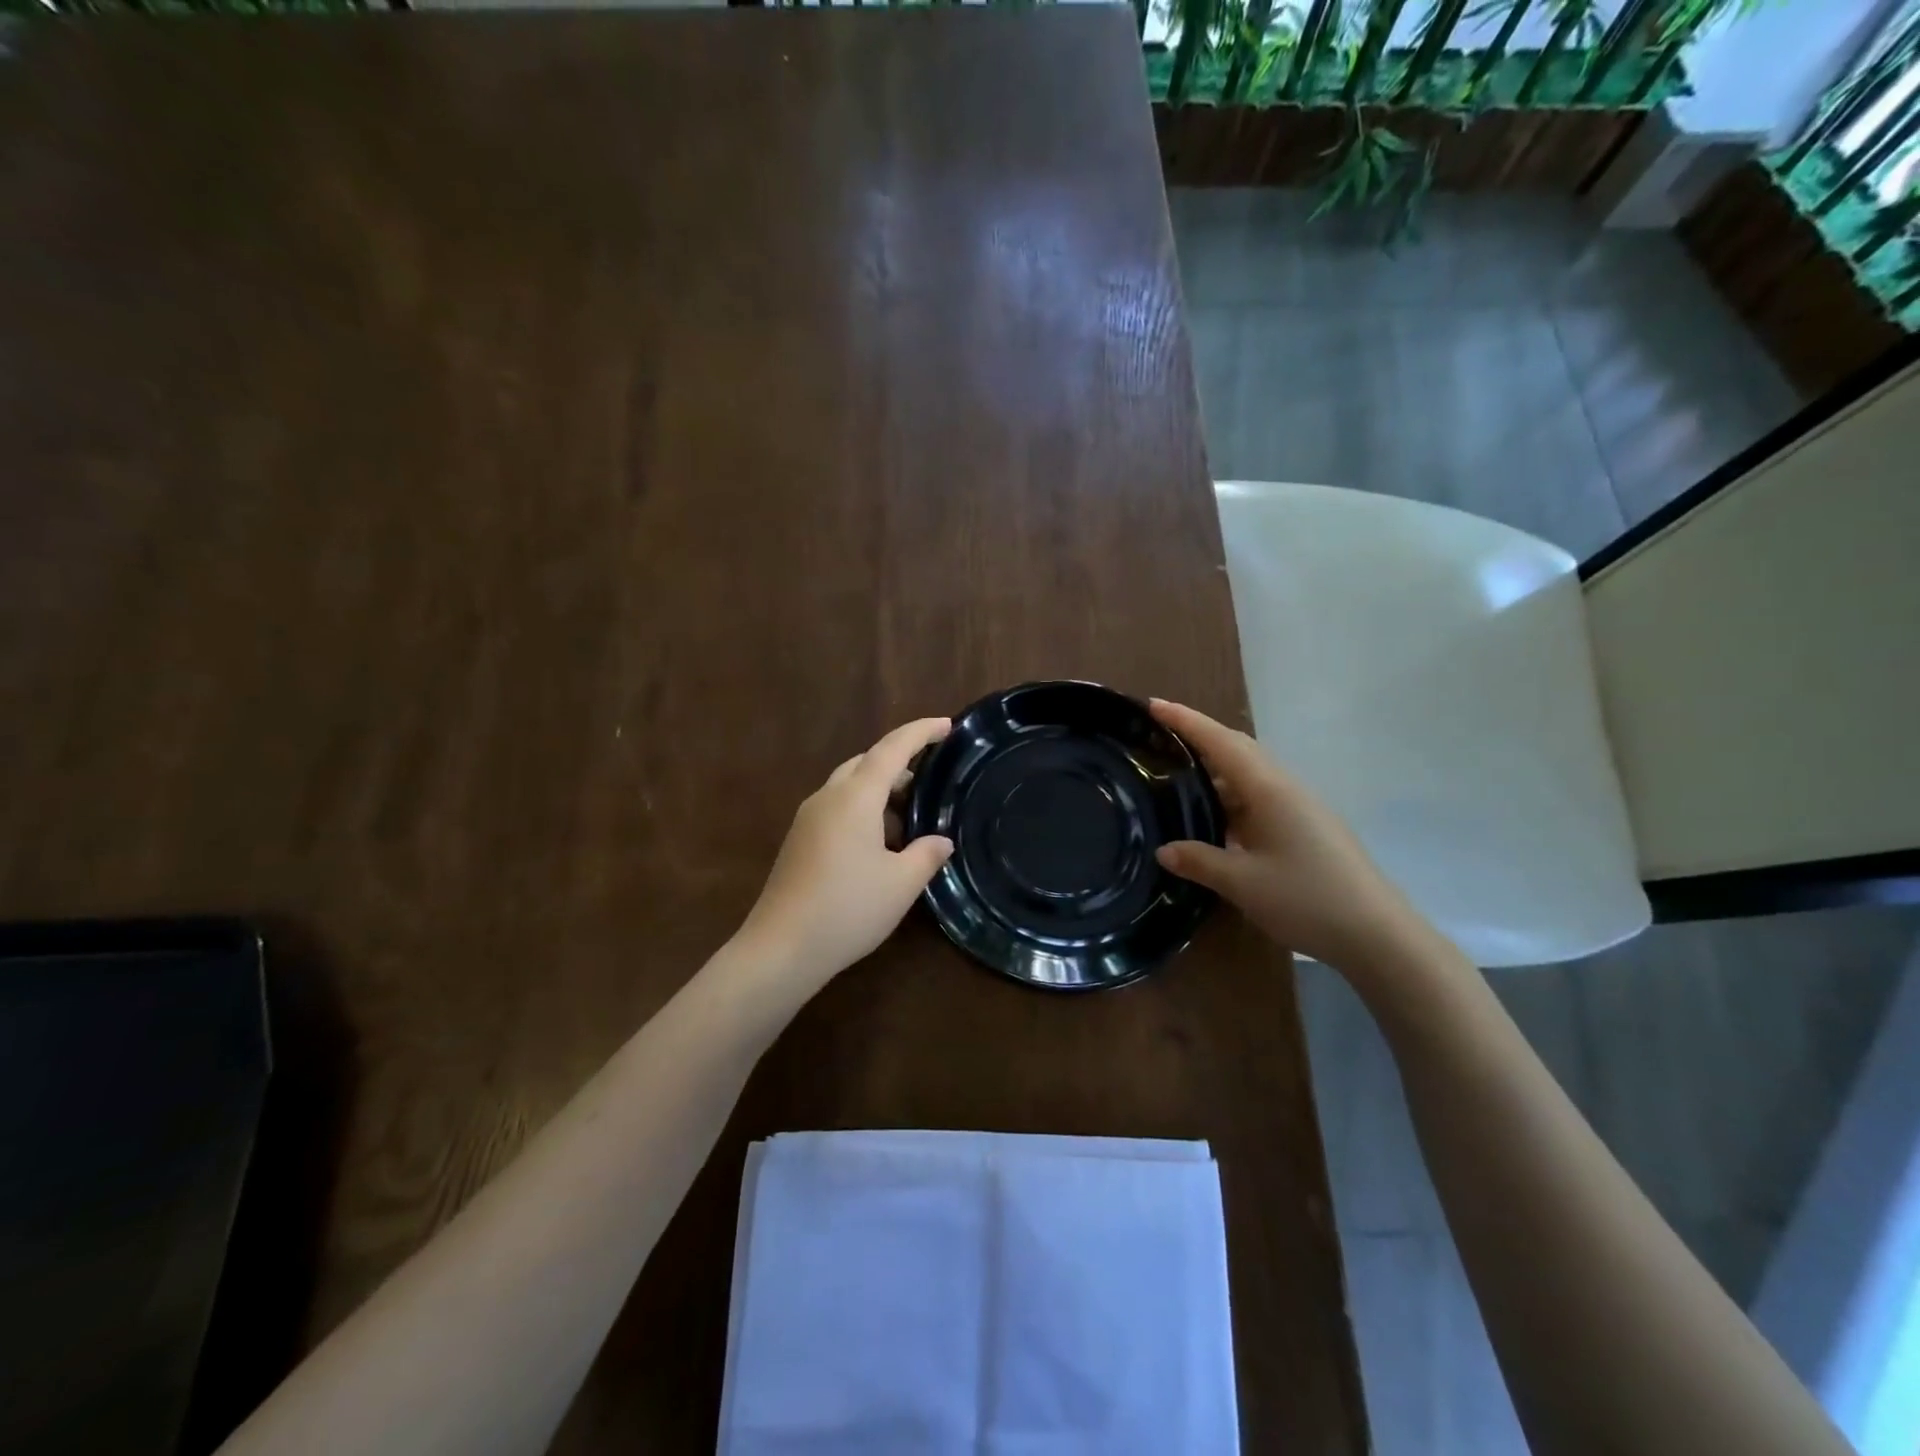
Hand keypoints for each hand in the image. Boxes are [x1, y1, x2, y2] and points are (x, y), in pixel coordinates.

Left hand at [737, 717, 955, 986]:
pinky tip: (879, 843)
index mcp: (855, 797)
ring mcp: (808, 818)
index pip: (892, 749)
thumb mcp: (901, 884)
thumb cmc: (848, 909)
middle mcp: (828, 797)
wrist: (781, 948)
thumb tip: (941, 841)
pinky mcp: (798, 840)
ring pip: (849, 785)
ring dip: (880, 790)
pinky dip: (862, 809)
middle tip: (930, 780)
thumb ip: (926, 855)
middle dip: (899, 762)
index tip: (946, 725)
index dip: (921, 732)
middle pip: (866, 762)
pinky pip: (836, 807)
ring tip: (909, 817)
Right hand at [1150, 699, 1423, 971]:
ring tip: (1177, 777)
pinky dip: (1230, 796)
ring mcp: (1298, 807)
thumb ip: (1199, 861)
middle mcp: (1284, 788)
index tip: (1153, 705)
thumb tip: (1164, 850)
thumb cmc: (1306, 899)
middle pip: (1236, 749)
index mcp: (1268, 789)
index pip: (1220, 742)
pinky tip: (1214, 817)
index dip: (1185, 721)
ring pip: (1249, 775)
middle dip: (1199, 737)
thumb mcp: (1242, 882)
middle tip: (1159, 736)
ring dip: (1215, 770)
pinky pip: (1259, 797)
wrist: (1376, 934)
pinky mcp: (1305, 826)